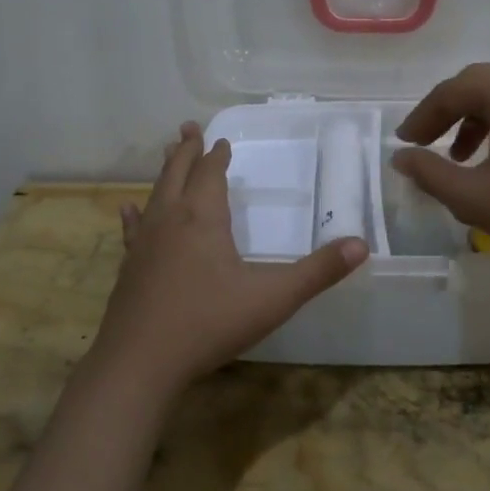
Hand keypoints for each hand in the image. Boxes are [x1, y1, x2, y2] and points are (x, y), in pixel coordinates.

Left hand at [95, 122, 368, 396]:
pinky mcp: (129, 268)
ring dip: (165, 173)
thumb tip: (361, 245)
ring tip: (168, 154)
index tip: (222, 141)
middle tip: (187, 127)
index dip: (217, 156)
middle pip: (178, 174)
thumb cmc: (209, 323)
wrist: (140, 363)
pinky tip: (128, 210)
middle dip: (187, 151)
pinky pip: (132, 230)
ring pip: (155, 195)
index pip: (211, 174)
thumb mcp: (274, 298)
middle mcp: (170, 220)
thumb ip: (318, 272)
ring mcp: (144, 244)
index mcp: (203, 218)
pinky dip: (134, 215)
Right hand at [391, 63, 489, 278]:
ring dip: (473, 119)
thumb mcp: (475, 197)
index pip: (450, 92)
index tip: (404, 143)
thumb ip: (429, 173)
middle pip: (476, 85)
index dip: (421, 118)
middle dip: (445, 114)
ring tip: (458, 157)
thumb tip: (400, 157)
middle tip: (423, 144)